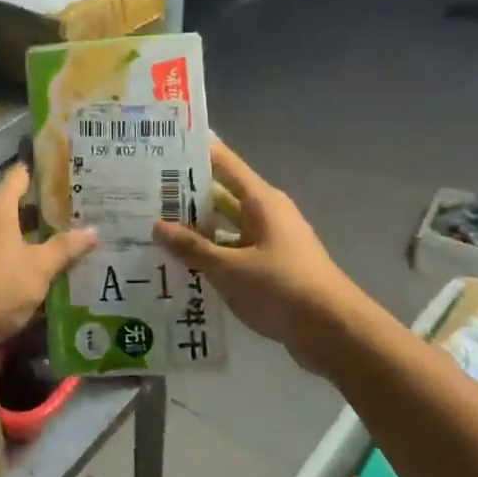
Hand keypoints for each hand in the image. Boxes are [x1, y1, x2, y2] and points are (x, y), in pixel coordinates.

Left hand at [0, 163, 98, 358]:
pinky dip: (30, 262)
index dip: (45, 171)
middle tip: (87, 209)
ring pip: (17, 237)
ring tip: (79, 239)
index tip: (73, 169)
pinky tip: (56, 271)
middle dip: (50, 210)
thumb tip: (94, 231)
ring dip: (41, 240)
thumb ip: (65, 248)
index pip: (21, 175)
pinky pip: (10, 261)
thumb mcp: (39, 266)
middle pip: (20, 207)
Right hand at [154, 139, 365, 373]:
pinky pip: (234, 252)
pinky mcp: (271, 268)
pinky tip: (181, 264)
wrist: (333, 331)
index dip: (196, 152)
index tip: (164, 145)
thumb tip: (158, 227)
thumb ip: (193, 248)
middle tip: (145, 193)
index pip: (224, 163)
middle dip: (186, 195)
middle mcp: (267, 215)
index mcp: (261, 201)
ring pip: (226, 227)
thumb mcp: (230, 268)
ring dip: (196, 230)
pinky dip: (211, 255)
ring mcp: (270, 242)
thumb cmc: (281, 287)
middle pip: (221, 196)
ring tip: (154, 229)